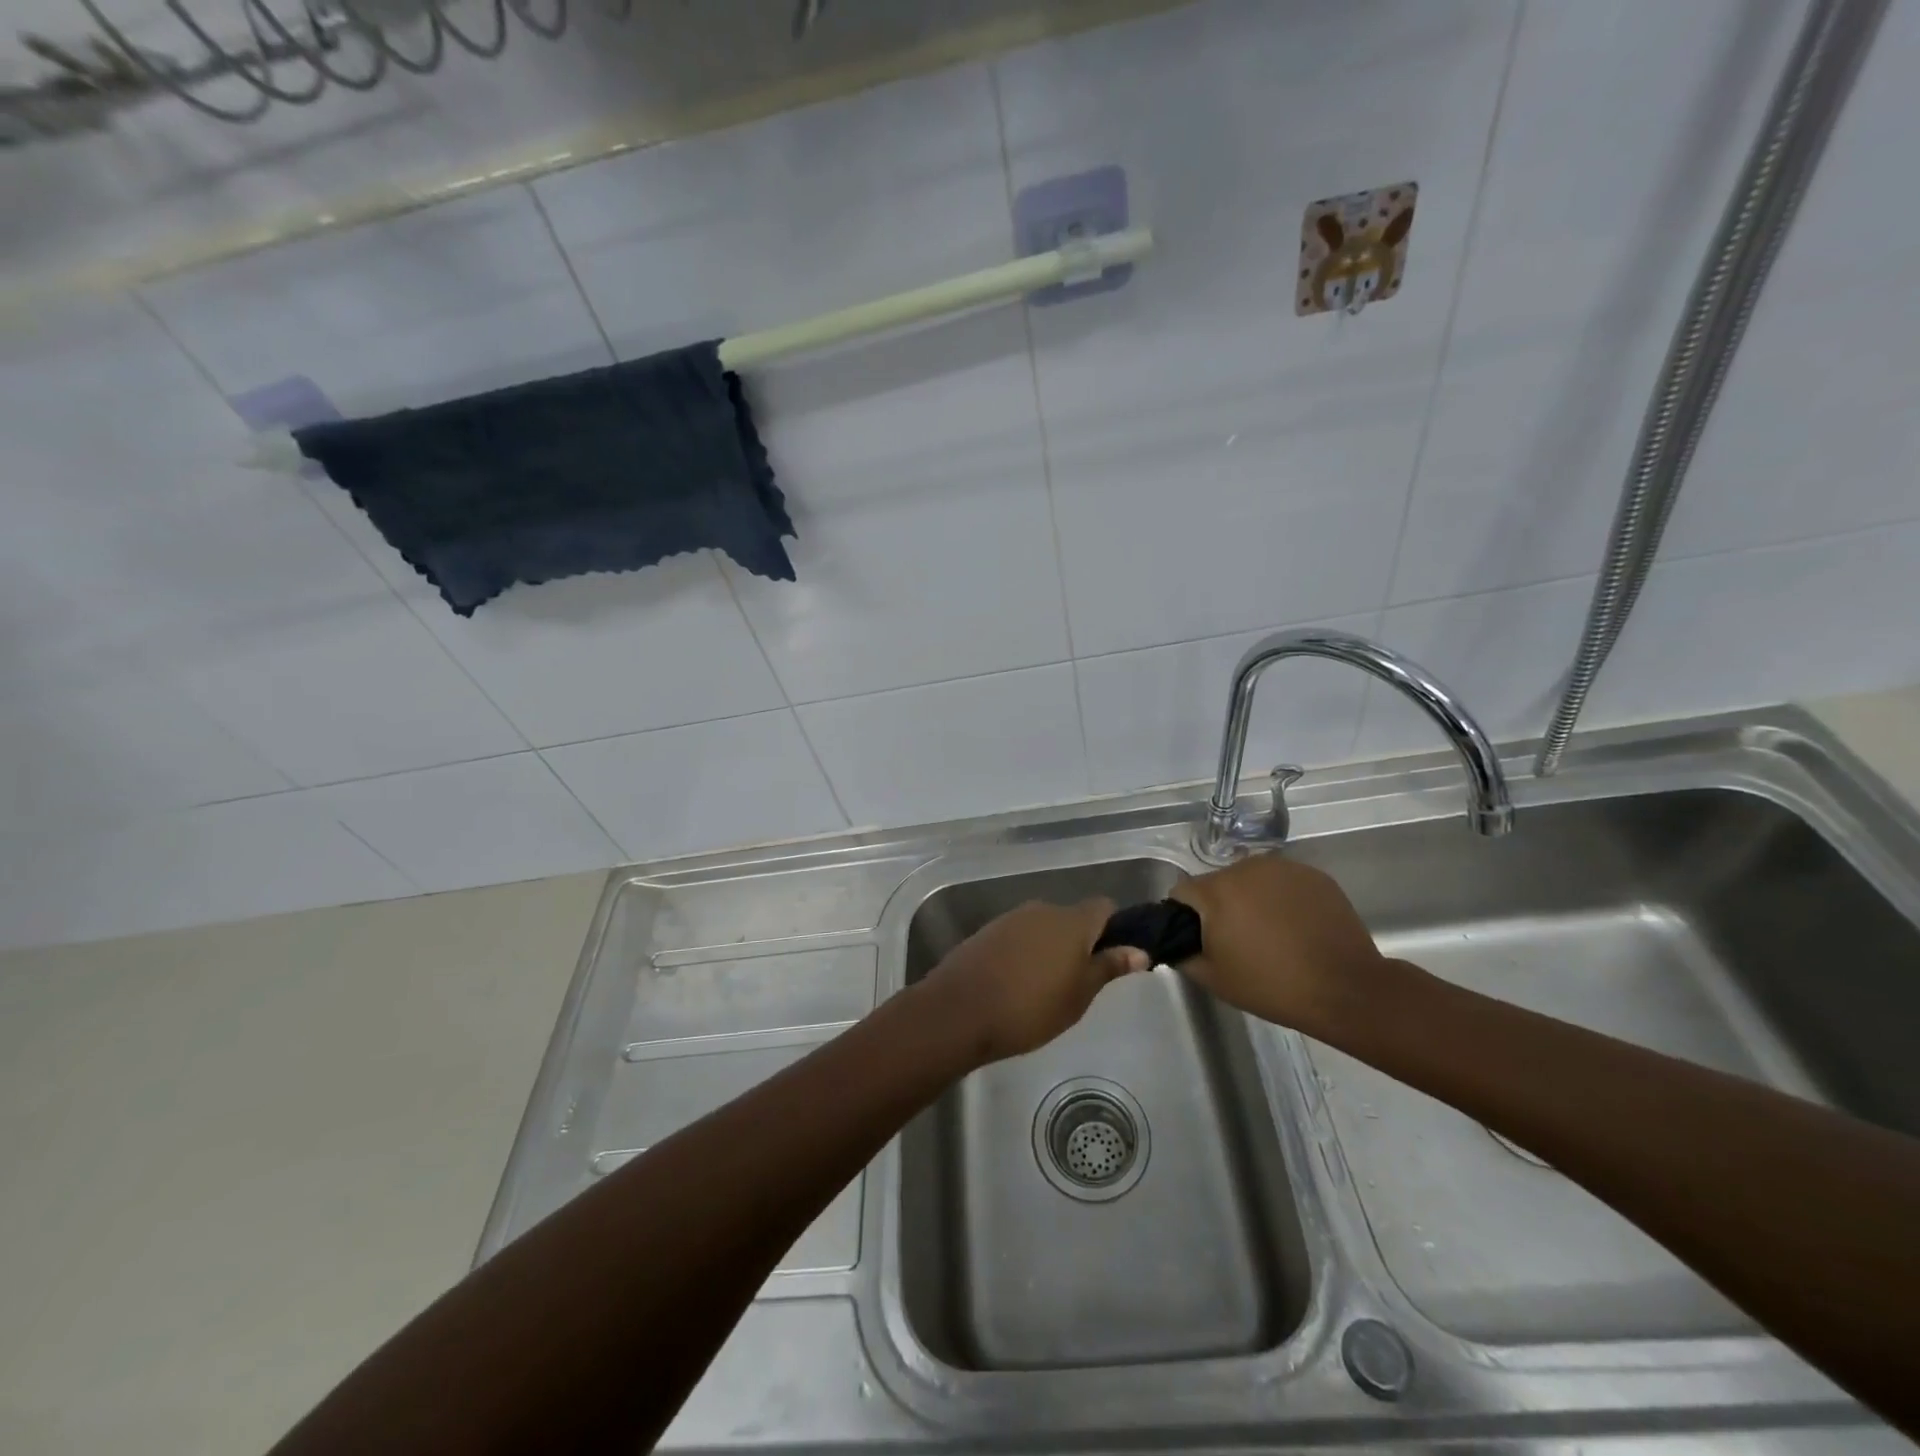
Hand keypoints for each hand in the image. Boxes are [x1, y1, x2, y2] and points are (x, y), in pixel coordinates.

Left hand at [915, 899, 1148, 1065]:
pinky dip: (1025, 953)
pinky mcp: (987, 931)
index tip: (1112, 959)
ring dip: (1050, 948)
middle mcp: (1042, 909)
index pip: (1104, 907)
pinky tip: (1016, 984)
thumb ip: (1108, 967)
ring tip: (1046, 988)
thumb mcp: (1079, 995)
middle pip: (1072, 918)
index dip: (1113, 929)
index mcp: (1072, 920)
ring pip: (1043, 927)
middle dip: (1079, 943)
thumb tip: (1139, 950)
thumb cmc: (1031, 1008)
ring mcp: (1011, 918)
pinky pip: (1018, 937)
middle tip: (1079, 982)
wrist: (960, 1010)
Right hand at [1170, 854, 1387, 1037]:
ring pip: (1250, 880)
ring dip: (1251, 900)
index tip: (1202, 941)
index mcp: (1217, 890)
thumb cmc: (1271, 985)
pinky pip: (1282, 883)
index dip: (1185, 917)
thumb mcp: (1213, 978)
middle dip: (1221, 907)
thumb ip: (1182, 954)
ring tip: (1270, 934)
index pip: (1182, 892)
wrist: (1346, 989)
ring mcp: (1283, 868)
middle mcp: (1246, 868)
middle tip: (1238, 942)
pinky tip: (1296, 927)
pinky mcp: (1314, 875)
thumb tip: (1175, 942)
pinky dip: (1281, 899)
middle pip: (1218, 883)